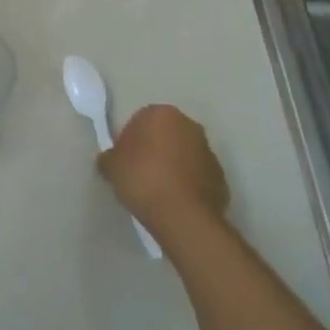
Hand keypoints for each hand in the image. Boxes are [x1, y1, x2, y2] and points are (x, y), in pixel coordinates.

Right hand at [98, 103, 229, 240]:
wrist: (183, 216)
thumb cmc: (143, 179)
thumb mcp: (112, 167)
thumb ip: (109, 158)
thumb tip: (109, 159)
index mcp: (162, 114)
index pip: (141, 120)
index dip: (130, 141)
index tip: (125, 162)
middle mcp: (189, 125)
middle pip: (166, 134)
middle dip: (155, 150)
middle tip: (140, 174)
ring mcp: (208, 150)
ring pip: (184, 154)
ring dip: (174, 166)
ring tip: (159, 191)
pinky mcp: (220, 176)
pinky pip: (198, 175)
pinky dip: (189, 184)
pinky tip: (176, 202)